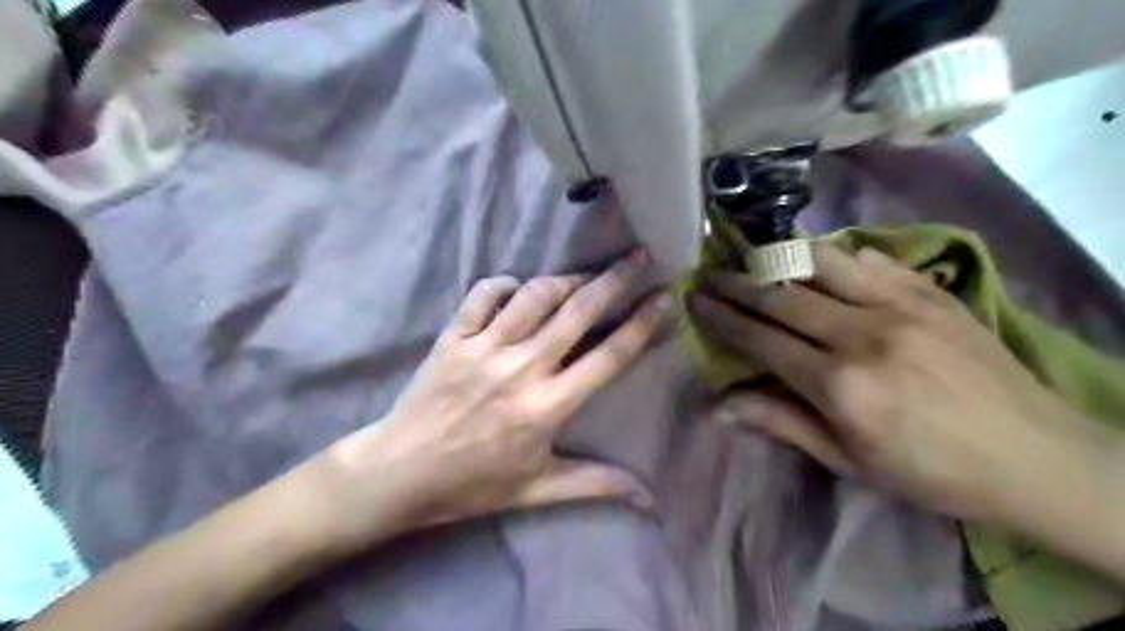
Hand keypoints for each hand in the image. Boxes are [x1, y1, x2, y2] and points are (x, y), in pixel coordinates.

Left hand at [315, 250, 664, 549]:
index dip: (641, 324)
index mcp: (547, 407)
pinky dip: (504, 284)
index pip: (608, 357)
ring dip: (564, 280)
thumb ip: (595, 484)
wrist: (400, 473)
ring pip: (534, 295)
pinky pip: (483, 295)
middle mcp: (521, 368)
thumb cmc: (473, 483)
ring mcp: (484, 348)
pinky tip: (516, 289)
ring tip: (582, 277)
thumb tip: (648, 497)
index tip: (663, 298)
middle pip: (577, 312)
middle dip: (614, 280)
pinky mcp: (453, 337)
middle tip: (637, 258)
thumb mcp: (537, 489)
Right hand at [692, 245, 1109, 523]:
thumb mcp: (848, 461)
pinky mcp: (930, 291)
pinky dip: (834, 257)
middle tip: (711, 273)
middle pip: (782, 295)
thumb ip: (781, 423)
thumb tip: (719, 406)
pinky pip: (869, 259)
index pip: (762, 338)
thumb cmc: (930, 470)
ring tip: (755, 258)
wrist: (1037, 456)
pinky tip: (820, 261)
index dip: (724, 317)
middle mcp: (863, 334)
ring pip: (821, 263)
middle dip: (738, 282)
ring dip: (780, 258)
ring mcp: (901, 305)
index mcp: (839, 384)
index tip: (697, 298)